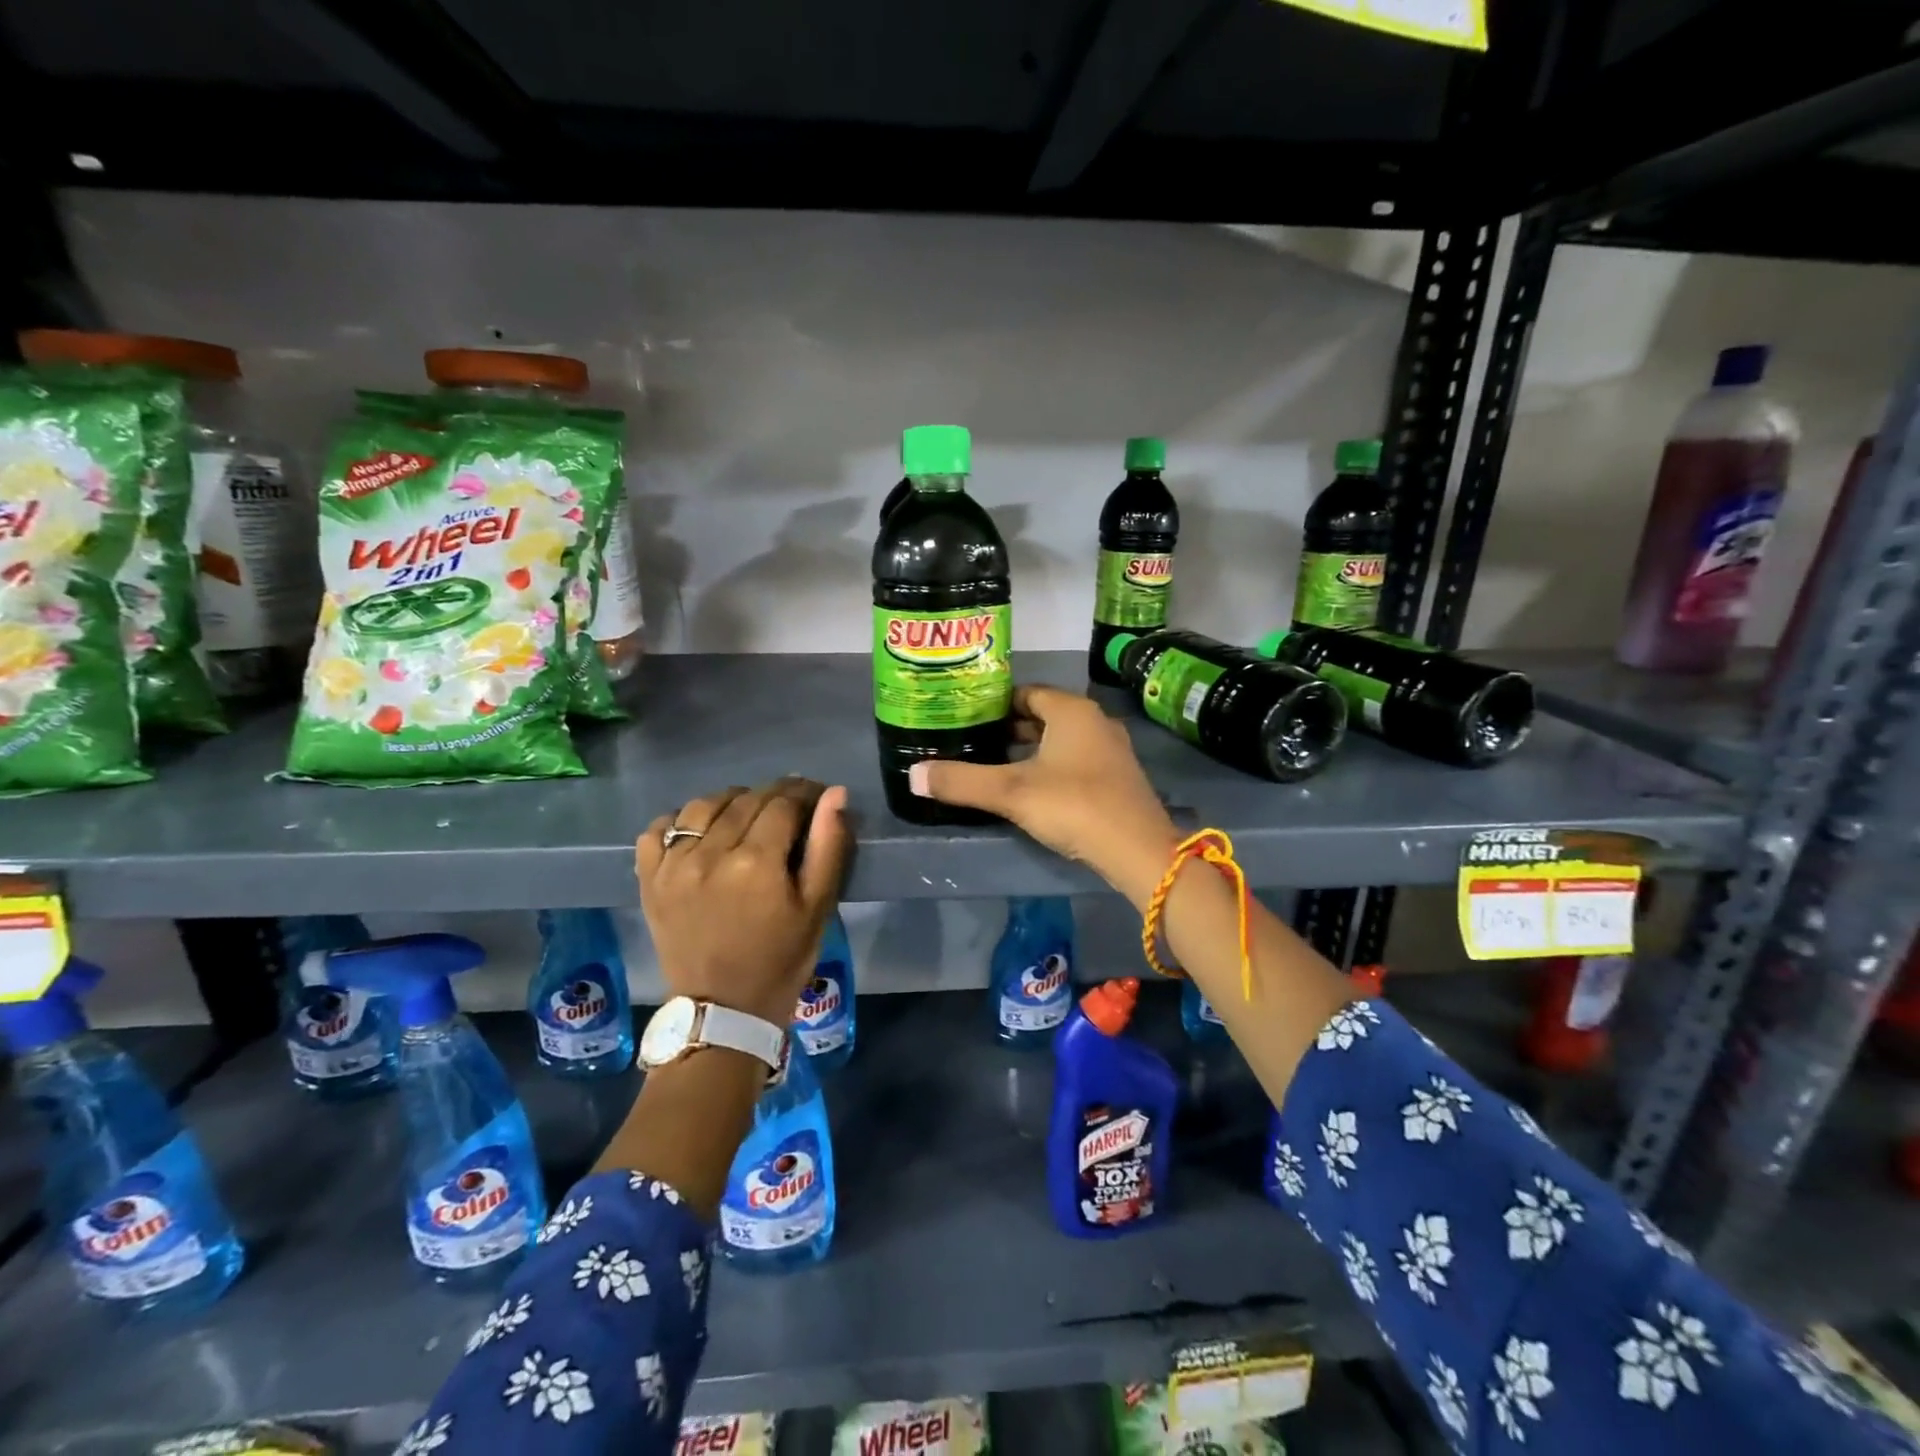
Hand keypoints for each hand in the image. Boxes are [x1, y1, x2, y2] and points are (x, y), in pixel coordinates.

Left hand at [637, 778, 850, 1027]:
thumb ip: (828, 846)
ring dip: (731, 802)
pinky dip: (681, 820)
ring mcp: (673, 865)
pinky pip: (659, 828)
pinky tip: (701, 833)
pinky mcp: (649, 879)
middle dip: (775, 796)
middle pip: (746, 799)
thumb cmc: (781, 960)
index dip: (806, 794)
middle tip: (790, 809)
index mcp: (756, 863)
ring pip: (704, 805)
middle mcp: (710, 854)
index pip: (784, 802)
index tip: (817, 798)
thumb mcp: (817, 907)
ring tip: (747, 818)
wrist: (722, 1011)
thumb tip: (835, 793)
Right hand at [908, 686, 1179, 907]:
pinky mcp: (1118, 778)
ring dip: (1031, 749)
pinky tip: (1031, 789)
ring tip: (995, 764)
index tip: (966, 716)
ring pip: (1060, 739)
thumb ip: (961, 782)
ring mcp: (1111, 750)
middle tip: (973, 741)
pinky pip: (1076, 760)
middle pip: (1044, 715)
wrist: (1138, 850)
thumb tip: (913, 775)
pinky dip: (1051, 766)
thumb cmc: (1073, 805)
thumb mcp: (1010, 792)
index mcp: (1071, 711)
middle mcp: (1095, 721)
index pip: (1025, 693)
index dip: (994, 703)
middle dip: (1009, 727)